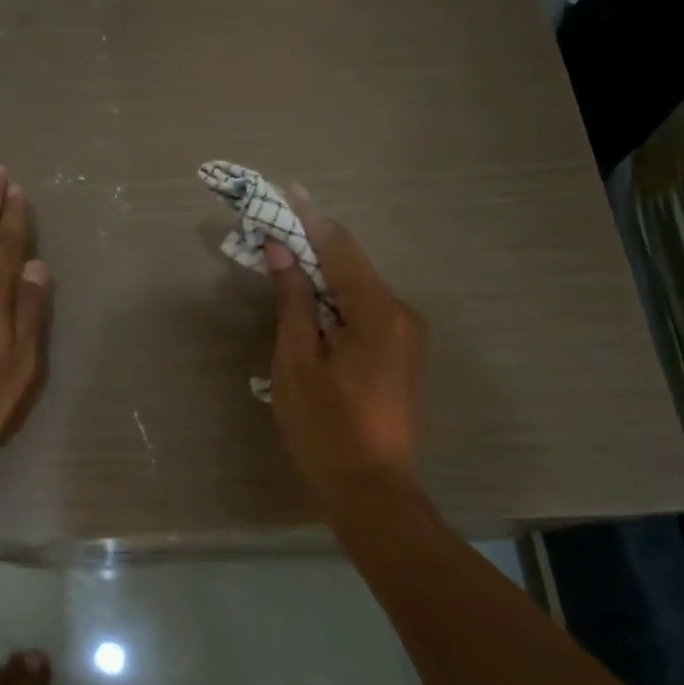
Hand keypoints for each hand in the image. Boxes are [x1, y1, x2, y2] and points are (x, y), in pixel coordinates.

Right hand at [265, 188, 426, 495]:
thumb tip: (281, 251)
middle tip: (274, 235)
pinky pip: (368, 316)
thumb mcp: (297, 362)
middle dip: (313, 249)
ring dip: (324, 279)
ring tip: (285, 272)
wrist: (374, 495)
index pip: (341, 248)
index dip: (311, 218)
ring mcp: (410, 339)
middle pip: (353, 268)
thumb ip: (293, 301)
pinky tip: (312, 314)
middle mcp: (403, 315)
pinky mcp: (405, 359)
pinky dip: (338, 306)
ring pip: (360, 293)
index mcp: (378, 312)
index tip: (288, 190)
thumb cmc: (326, 429)